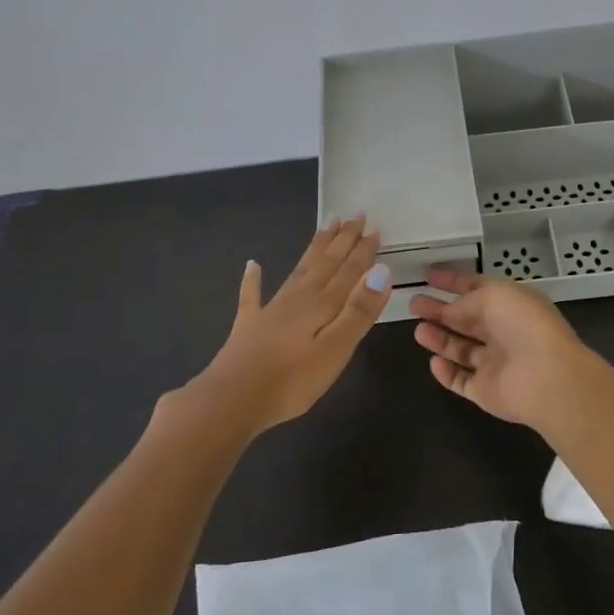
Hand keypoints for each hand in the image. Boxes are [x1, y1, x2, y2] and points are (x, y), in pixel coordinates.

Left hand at [178, 215, 391, 435]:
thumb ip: (358, 311)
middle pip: (325, 263)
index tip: (374, 227)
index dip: (363, 250)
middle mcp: (298, 299)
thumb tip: (381, 272)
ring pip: (299, 270)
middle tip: (354, 214)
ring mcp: (271, 310)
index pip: (349, 271)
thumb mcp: (336, 349)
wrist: (232, 400)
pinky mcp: (249, 326)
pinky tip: (252, 265)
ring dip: (315, 248)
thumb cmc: (292, 380)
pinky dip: (253, 279)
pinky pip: (252, 295)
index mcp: (322, 305)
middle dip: (342, 239)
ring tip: (326, 226)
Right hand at [409, 266, 613, 436]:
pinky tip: (433, 362)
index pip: (477, 288)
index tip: (428, 275)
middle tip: (414, 303)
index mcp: (510, 303)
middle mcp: (503, 331)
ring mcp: (495, 363)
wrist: (547, 378)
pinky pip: (461, 380)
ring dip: (439, 339)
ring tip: (417, 330)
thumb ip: (464, 301)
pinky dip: (446, 372)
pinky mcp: (486, 391)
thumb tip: (448, 311)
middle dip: (440, 310)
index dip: (452, 280)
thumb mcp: (492, 296)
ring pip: (461, 349)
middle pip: (466, 319)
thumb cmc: (523, 325)